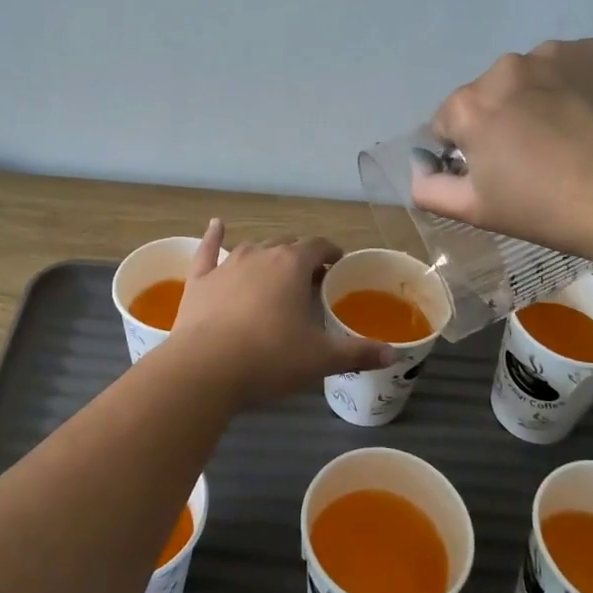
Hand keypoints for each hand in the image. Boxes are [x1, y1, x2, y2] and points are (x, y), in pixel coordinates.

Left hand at [163, 220, 396, 401]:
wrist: (206, 368)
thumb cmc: (270, 358)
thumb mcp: (320, 359)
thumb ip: (358, 352)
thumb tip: (392, 353)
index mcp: (292, 265)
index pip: (318, 246)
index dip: (330, 252)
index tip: (338, 263)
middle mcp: (260, 254)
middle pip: (286, 245)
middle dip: (301, 256)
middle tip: (311, 276)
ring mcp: (226, 265)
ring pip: (253, 248)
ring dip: (267, 254)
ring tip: (276, 266)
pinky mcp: (200, 280)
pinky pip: (208, 250)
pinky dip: (213, 237)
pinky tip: (216, 225)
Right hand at [412, 39, 592, 254]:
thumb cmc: (548, 209)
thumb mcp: (476, 210)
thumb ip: (430, 188)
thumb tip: (420, 168)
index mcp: (469, 105)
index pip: (448, 122)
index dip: (468, 149)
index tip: (497, 171)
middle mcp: (504, 68)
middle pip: (490, 95)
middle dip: (502, 119)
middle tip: (535, 157)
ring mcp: (553, 53)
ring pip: (530, 77)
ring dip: (537, 98)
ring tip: (569, 135)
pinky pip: (570, 66)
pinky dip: (574, 85)